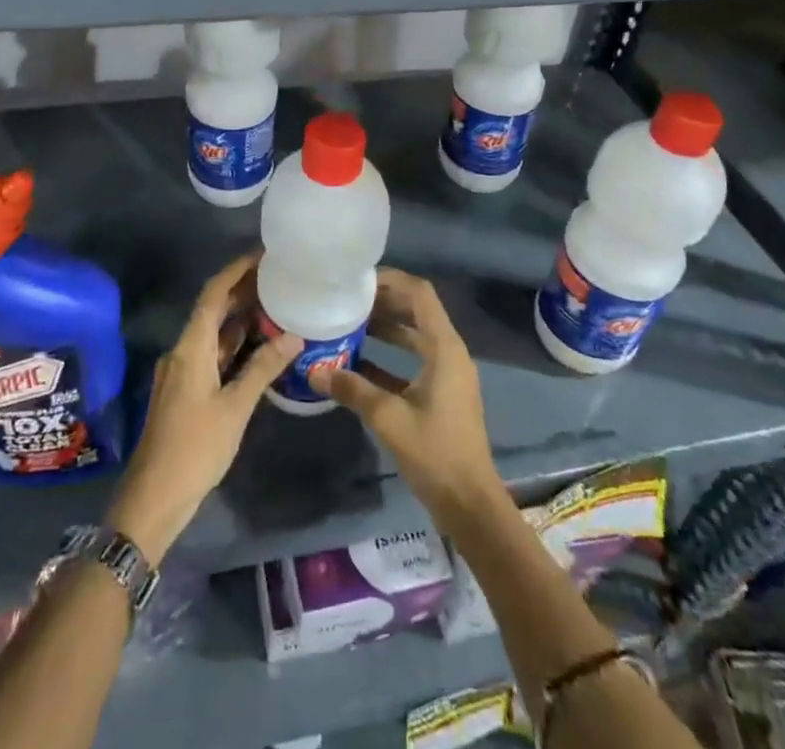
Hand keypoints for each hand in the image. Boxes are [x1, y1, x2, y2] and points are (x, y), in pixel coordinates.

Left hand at [105, 253, 299, 564]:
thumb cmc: (194, 449)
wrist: (153, 498)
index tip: (263, 255)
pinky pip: (211, 354)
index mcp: (190, 347)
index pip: (213, 294)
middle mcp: (182, 350)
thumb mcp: (234, 408)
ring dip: (239, 319)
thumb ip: (262, 369)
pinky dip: (233, 345)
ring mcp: (182, 371)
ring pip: (212, 334)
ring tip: (275, 306)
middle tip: (278, 278)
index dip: (236, 270)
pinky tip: (258, 347)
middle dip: (242, 291)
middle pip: (212, 310)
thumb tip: (294, 336)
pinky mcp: (185, 390)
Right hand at [315, 268, 503, 532]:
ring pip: (414, 336)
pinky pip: (414, 361)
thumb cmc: (434, 452)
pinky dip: (389, 357)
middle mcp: (449, 352)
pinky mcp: (441, 394)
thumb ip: (352, 389)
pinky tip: (357, 364)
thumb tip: (314, 372)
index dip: (390, 280)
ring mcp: (447, 374)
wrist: (470, 505)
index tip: (357, 280)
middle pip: (416, 310)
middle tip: (347, 299)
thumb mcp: (388, 418)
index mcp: (444, 348)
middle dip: (382, 302)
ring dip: (385, 328)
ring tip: (348, 323)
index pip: (419, 293)